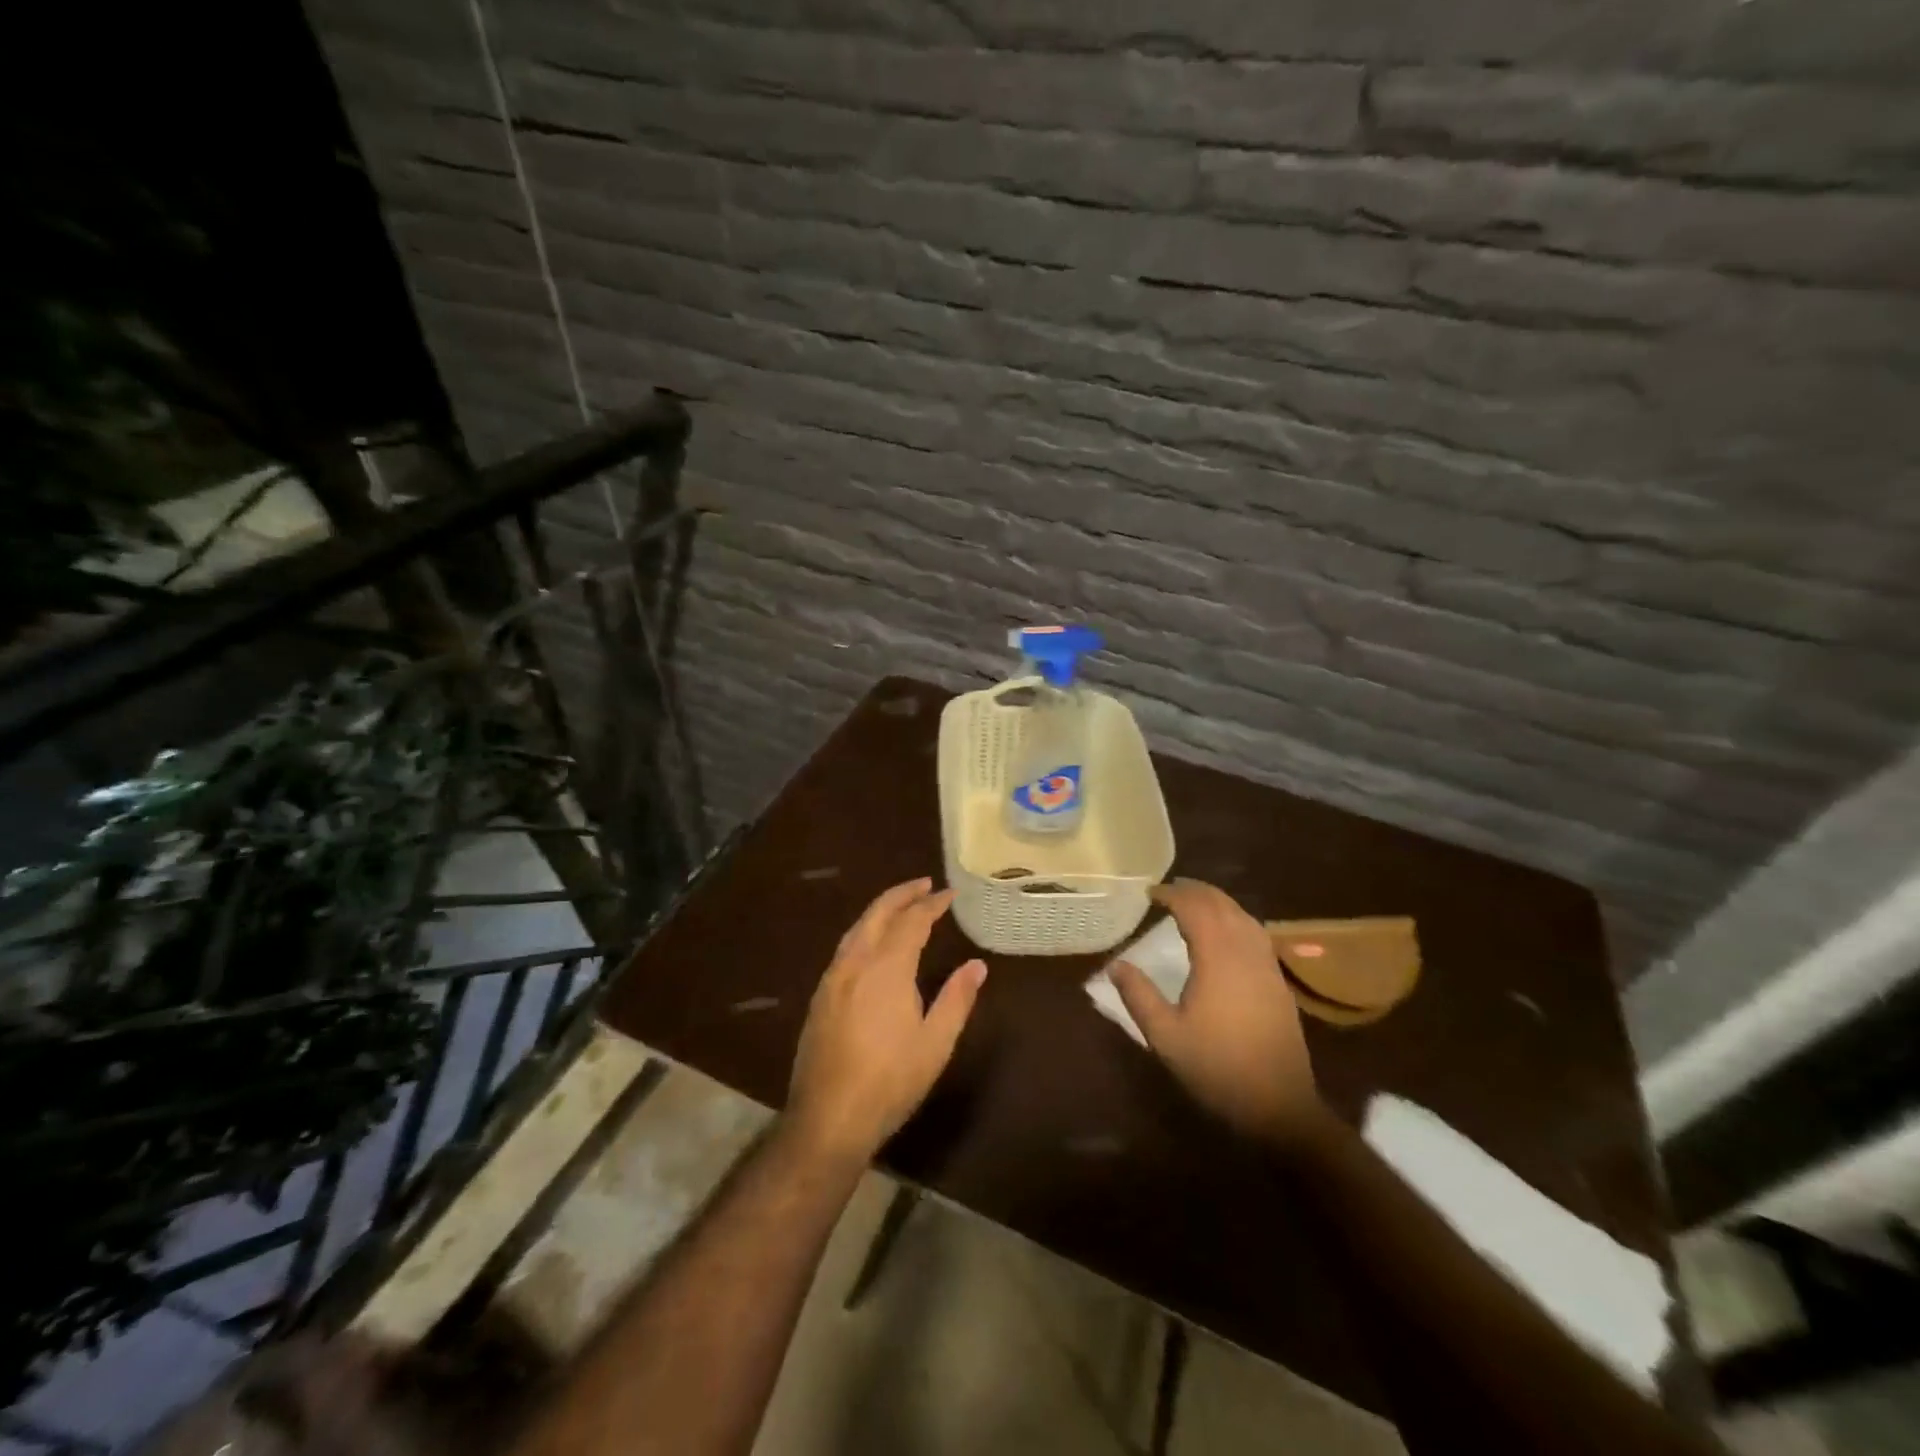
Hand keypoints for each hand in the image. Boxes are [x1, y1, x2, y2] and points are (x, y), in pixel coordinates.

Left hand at [785, 877, 986, 1164]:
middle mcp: (856, 963)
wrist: (827, 1118)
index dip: (932, 904)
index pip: (912, 921)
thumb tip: (977, 965)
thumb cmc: (890, 1082)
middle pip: (878, 913)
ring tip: (902, 906)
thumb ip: (957, 998)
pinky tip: (873, 943)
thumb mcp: (935, 1044)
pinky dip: (864, 931)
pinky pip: (845, 947)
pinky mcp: (820, 997)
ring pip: (857, 928)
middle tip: (925, 885)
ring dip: (881, 910)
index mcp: (886, 968)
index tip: (949, 894)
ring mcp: (832, 979)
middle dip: (902, 895)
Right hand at [1108, 880, 1321, 1141]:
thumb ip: (1138, 996)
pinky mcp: (1279, 981)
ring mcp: (1267, 965)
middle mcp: (1245, 952)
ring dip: (1218, 902)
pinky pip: (1256, 933)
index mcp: (1217, 958)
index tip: (1150, 892)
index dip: (1172, 895)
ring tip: (1194, 901)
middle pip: (1222, 905)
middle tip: (1169, 889)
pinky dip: (1236, 919)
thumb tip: (1115, 965)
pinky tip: (1227, 931)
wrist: (1279, 1105)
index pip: (1194, 909)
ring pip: (1244, 916)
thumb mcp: (1165, 1036)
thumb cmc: (1217, 1068)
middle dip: (1195, 891)